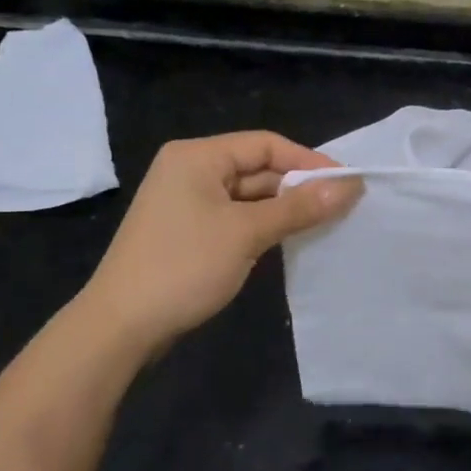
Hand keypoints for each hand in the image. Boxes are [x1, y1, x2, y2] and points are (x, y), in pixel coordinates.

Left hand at [82, 131, 360, 343]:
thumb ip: (299, 207)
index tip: (346, 183)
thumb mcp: (247, 233)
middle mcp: (190, 171)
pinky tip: (290, 239)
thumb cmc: (183, 267)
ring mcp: (186, 203)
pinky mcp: (188, 232)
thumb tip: (349, 186)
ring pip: (249, 196)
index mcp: (197, 156)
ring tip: (325, 223)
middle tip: (342, 207)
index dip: (309, 161)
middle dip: (298, 186)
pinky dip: (263, 225)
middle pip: (257, 168)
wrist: (120, 327)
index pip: (266, 144)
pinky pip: (235, 217)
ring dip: (284, 208)